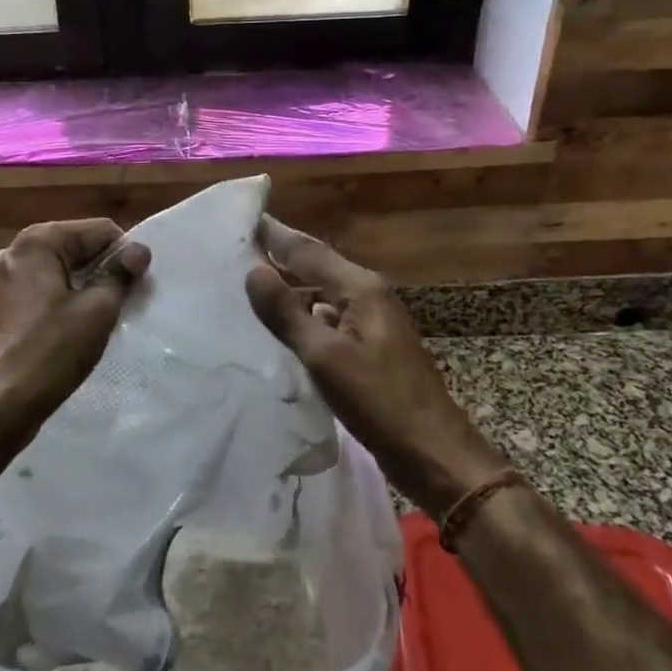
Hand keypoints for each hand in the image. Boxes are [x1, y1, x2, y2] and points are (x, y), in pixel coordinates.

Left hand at [0, 219, 150, 432]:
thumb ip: (120, 274)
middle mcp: (8, 253)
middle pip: (69, 249)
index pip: (97, 230)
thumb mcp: (98, 310)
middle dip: (97, 271)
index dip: (123, 254)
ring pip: (47, 275)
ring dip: (72, 289)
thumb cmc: (52, 351)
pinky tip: (57, 335)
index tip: (136, 285)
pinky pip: (27, 298)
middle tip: (119, 303)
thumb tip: (138, 250)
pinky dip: (47, 307)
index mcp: (36, 243)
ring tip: (90, 321)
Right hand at [245, 217, 507, 515]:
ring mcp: (372, 323)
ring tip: (251, 284)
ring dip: (290, 287)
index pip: (308, 250)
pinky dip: (304, 316)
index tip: (244, 218)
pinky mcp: (371, 349)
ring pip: (322, 294)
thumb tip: (253, 270)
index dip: (275, 234)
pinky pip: (329, 320)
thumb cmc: (378, 401)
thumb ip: (287, 313)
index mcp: (361, 288)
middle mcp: (369, 296)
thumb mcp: (325, 356)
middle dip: (281, 256)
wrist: (432, 452)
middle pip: (317, 266)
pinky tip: (282, 328)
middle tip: (240, 247)